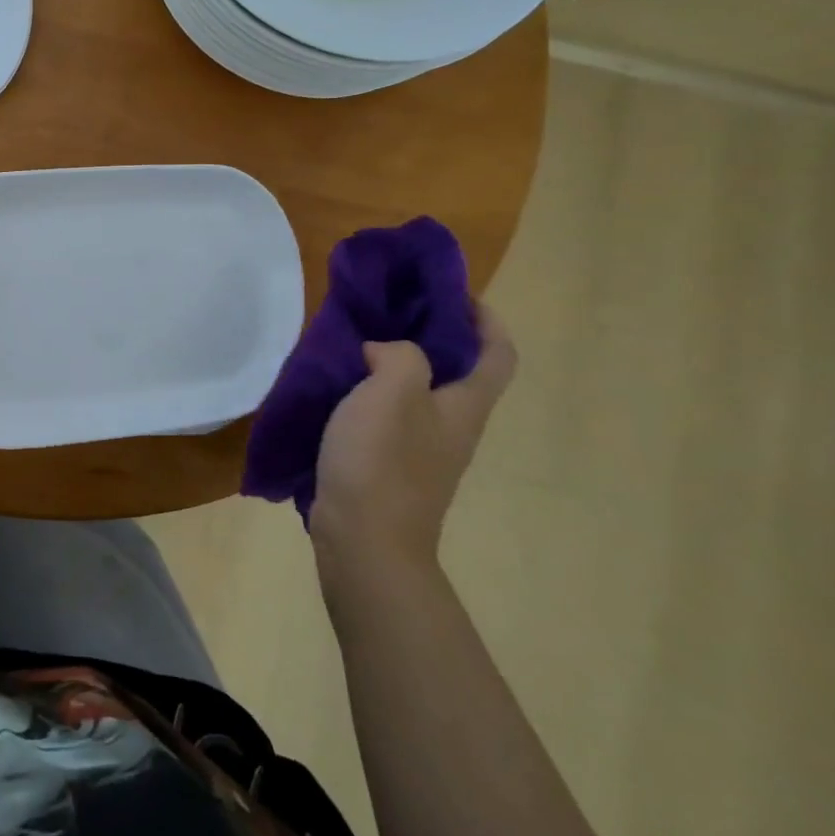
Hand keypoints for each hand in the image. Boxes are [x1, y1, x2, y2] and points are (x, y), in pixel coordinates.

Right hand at [311, 303, 516, 582]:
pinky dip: (369, 392)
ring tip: (355, 340)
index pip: (498, 353)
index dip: (484, 318)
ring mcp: (422, 450)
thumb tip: (384, 353)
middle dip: (430, 334)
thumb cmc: (383, 462)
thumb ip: (400, 355)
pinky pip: (387, 415)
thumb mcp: (393, 391)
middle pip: (458, 370)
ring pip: (418, 392)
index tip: (449, 292)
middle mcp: (452, 426)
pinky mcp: (390, 466)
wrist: (364, 543)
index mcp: (465, 406)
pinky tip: (336, 387)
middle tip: (389, 309)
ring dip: (394, 362)